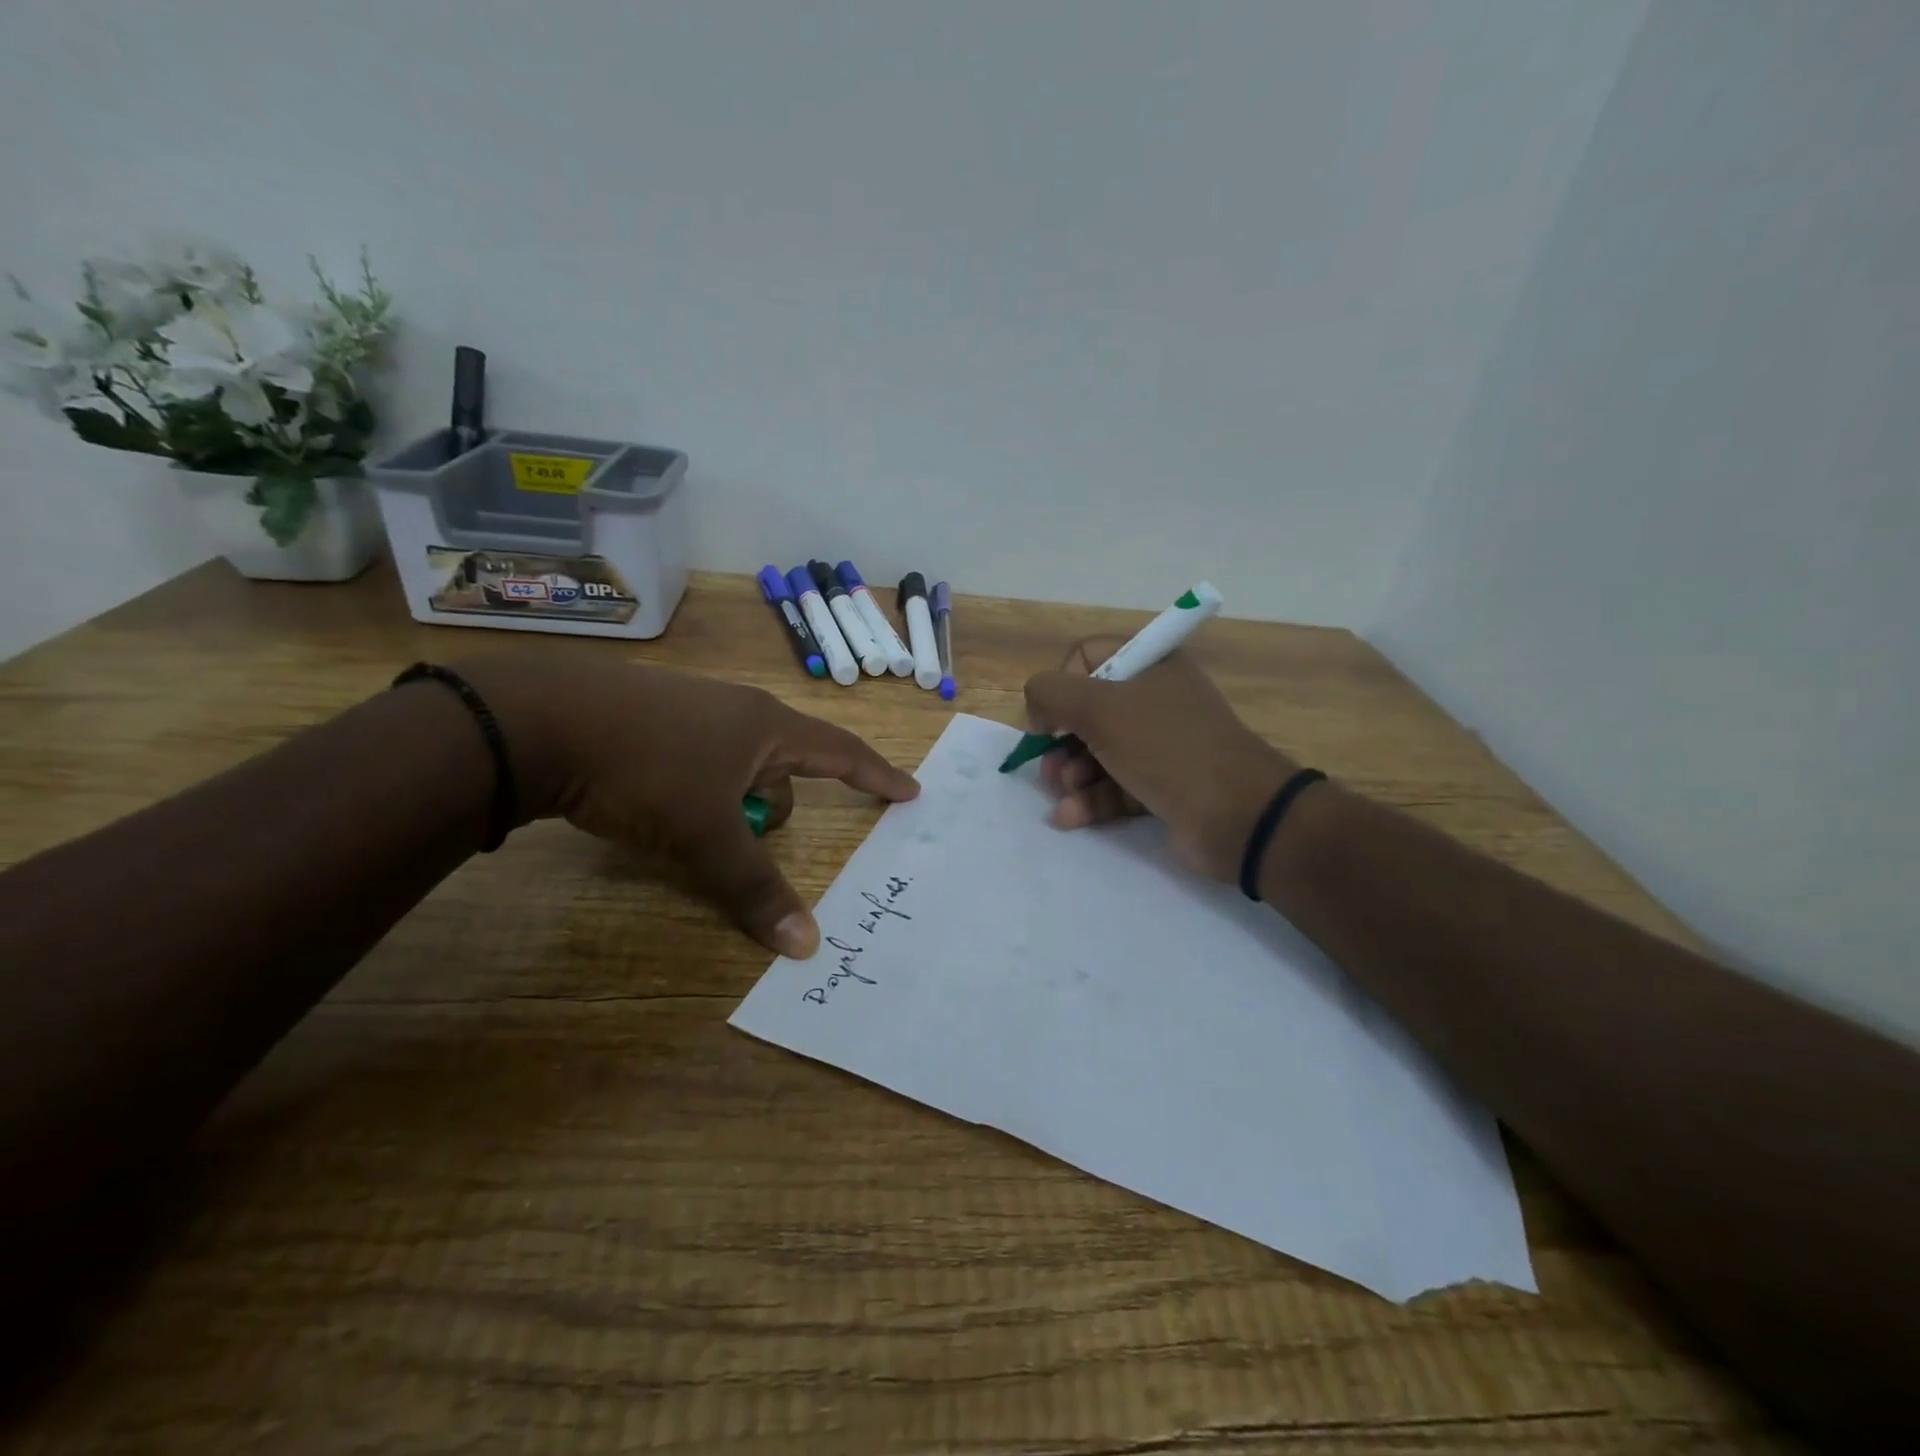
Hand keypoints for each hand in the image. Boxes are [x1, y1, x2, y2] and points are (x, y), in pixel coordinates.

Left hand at [458, 655, 917, 957]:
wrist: (536, 719)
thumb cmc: (644, 769)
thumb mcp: (705, 835)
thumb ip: (755, 888)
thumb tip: (807, 946)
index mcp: (767, 727)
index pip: (841, 752)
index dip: (877, 775)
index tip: (909, 791)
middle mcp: (738, 709)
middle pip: (784, 765)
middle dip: (774, 806)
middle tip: (746, 837)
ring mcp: (692, 708)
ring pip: (738, 764)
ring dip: (731, 801)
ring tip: (690, 828)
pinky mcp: (651, 716)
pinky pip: (700, 758)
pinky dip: (697, 788)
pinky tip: (656, 802)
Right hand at [1023, 640, 1296, 881]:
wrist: (1237, 815)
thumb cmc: (1166, 747)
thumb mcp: (1100, 708)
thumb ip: (1051, 693)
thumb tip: (1037, 709)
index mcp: (1150, 664)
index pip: (1086, 656)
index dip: (1059, 685)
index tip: (1048, 720)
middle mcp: (1155, 698)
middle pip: (1087, 710)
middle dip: (1061, 740)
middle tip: (1050, 766)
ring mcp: (1160, 744)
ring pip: (1097, 752)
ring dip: (1071, 773)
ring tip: (1065, 792)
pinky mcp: (1161, 785)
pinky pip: (1114, 786)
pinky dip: (1090, 800)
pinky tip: (1069, 817)